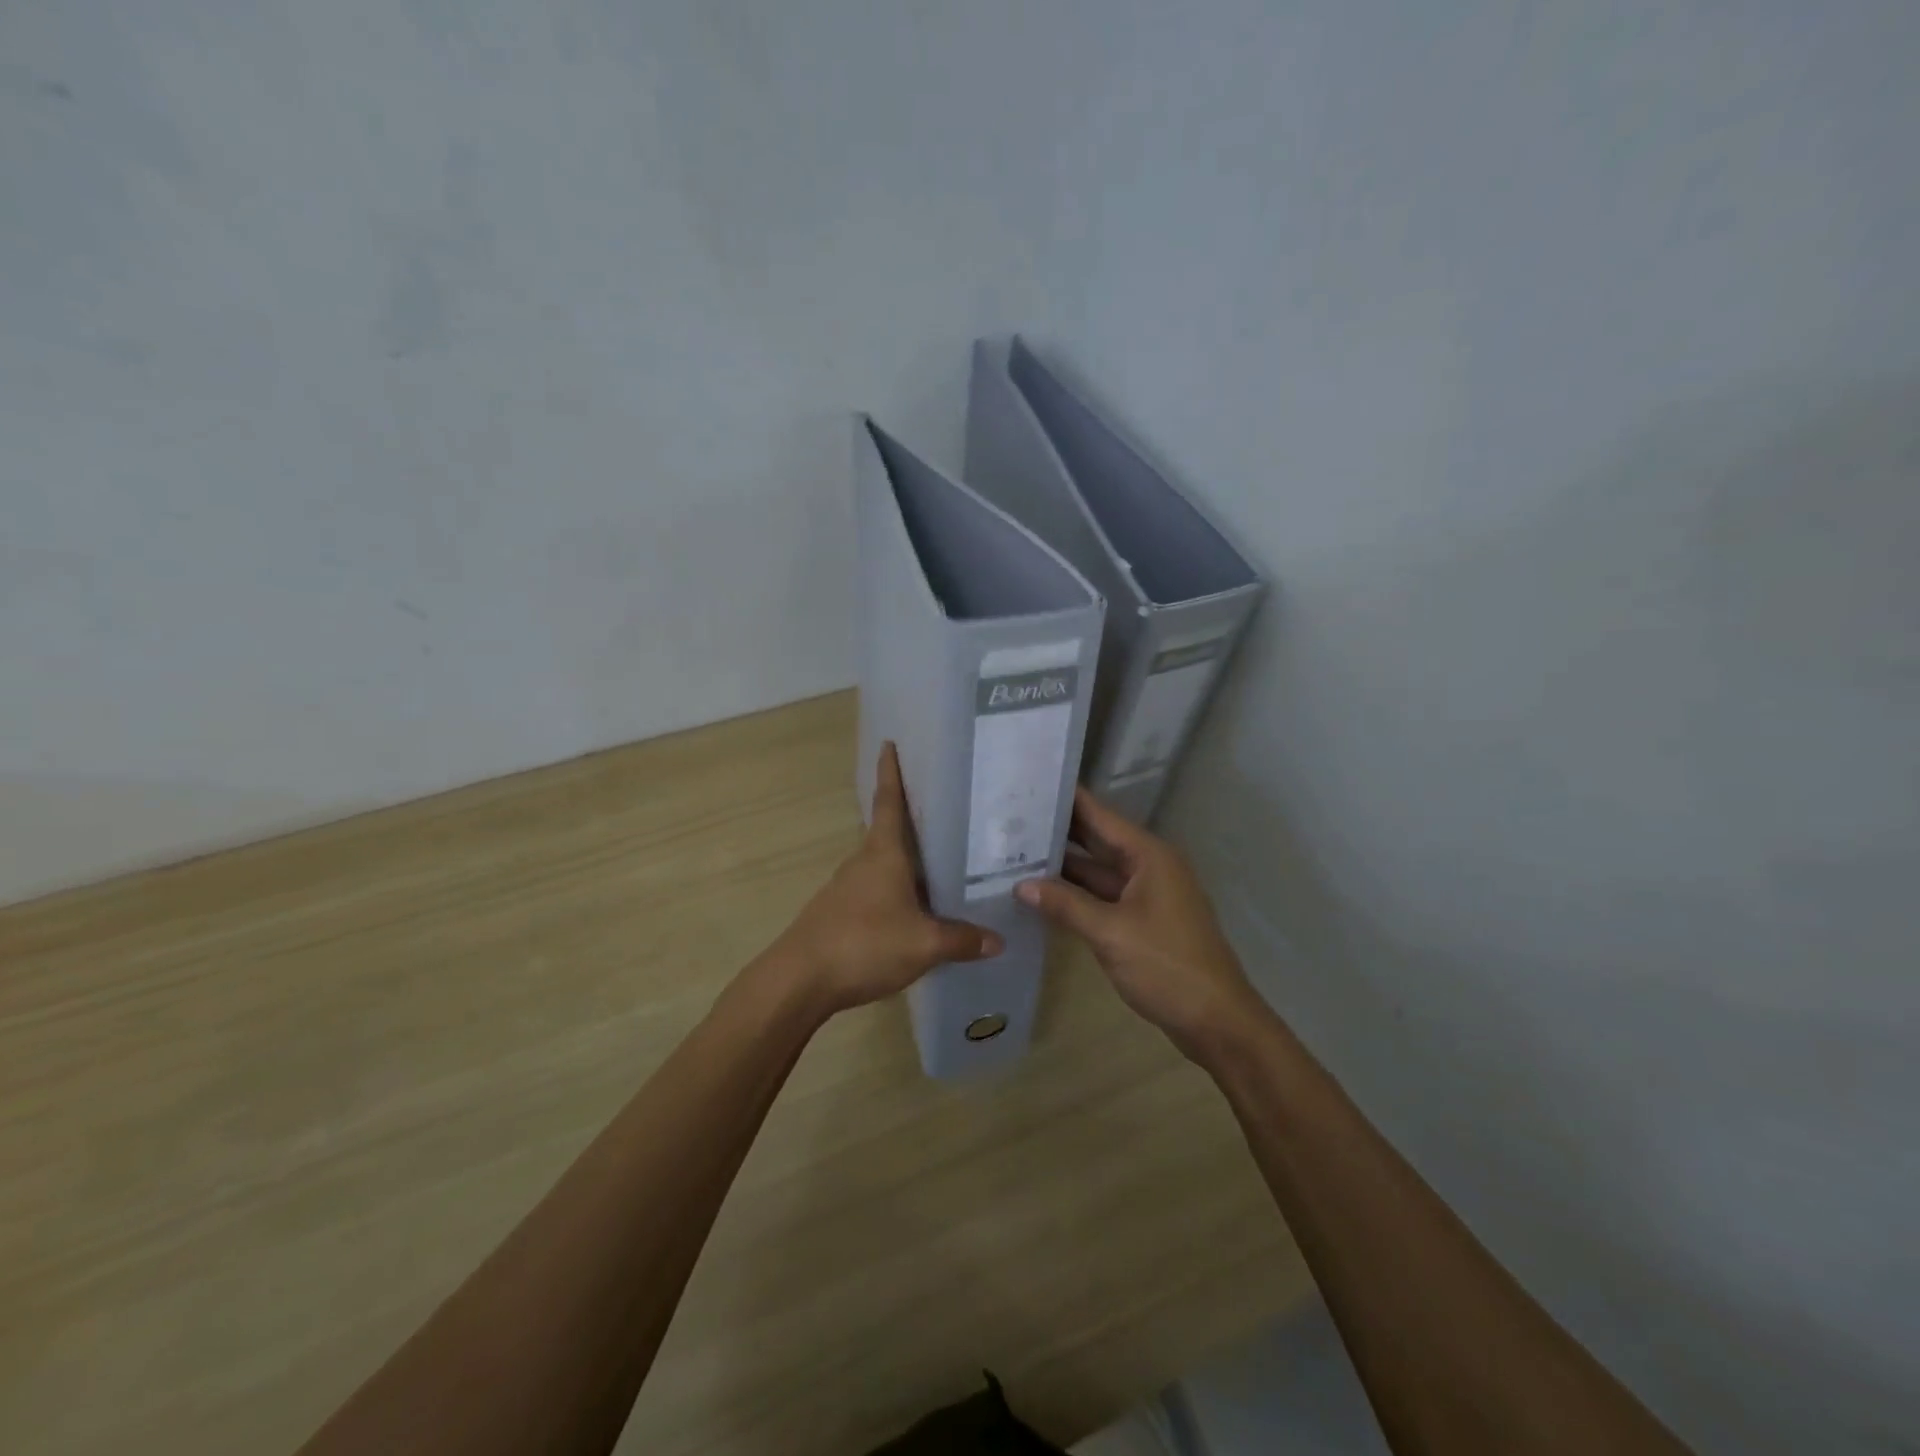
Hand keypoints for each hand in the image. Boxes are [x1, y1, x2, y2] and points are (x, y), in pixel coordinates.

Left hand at [771, 742, 1002, 1016]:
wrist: (800, 980)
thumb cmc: (864, 944)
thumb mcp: (924, 945)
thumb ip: (962, 940)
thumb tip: (998, 940)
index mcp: (883, 853)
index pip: (888, 801)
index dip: (891, 772)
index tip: (889, 743)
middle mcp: (863, 861)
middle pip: (890, 831)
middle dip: (914, 819)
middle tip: (949, 811)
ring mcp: (847, 887)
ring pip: (884, 864)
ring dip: (908, 860)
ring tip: (943, 863)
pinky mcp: (840, 912)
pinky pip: (877, 890)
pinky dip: (897, 889)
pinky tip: (916, 909)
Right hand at [1015, 787, 1260, 1059]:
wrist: (1216, 1021)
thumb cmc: (1167, 966)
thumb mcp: (1110, 932)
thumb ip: (1065, 905)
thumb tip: (1021, 885)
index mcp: (1149, 856)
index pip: (1100, 815)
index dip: (1068, 799)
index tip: (1031, 783)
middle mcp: (1149, 866)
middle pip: (1098, 840)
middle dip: (1059, 831)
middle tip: (1012, 818)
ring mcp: (1147, 895)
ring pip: (1098, 871)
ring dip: (1064, 866)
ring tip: (1016, 852)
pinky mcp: (1142, 921)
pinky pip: (1103, 897)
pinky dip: (1076, 894)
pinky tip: (1043, 893)